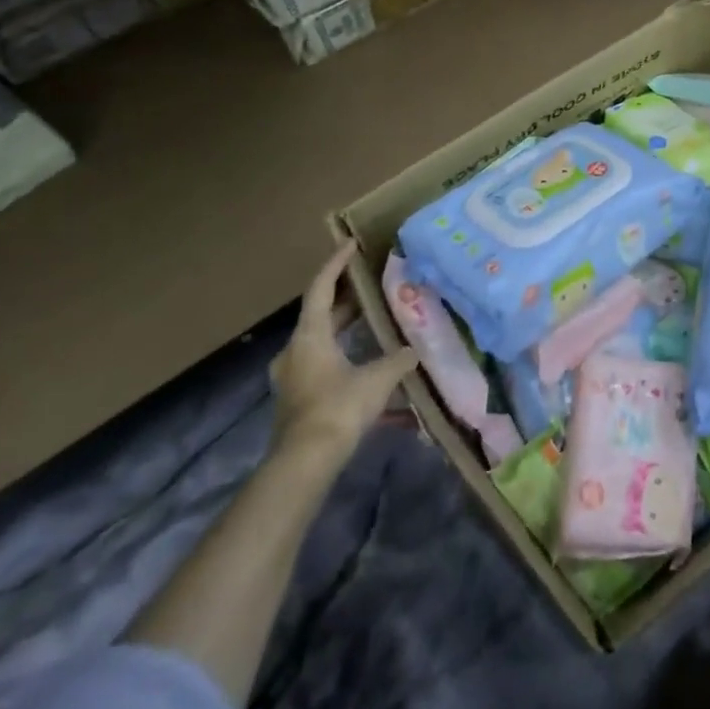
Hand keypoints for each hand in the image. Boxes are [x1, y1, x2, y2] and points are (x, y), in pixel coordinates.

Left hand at [269, 241, 416, 466]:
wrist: (305, 463)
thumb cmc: (338, 408)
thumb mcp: (377, 379)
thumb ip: (398, 360)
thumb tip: (415, 350)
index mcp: (310, 336)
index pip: (321, 289)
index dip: (336, 264)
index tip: (351, 245)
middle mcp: (296, 351)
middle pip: (321, 315)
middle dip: (347, 299)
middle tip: (372, 283)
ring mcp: (294, 377)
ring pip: (322, 342)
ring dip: (345, 330)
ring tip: (374, 320)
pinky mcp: (299, 399)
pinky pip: (324, 366)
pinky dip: (345, 358)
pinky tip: (370, 367)